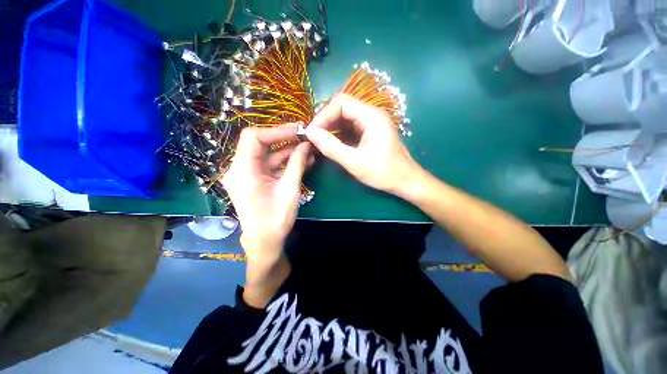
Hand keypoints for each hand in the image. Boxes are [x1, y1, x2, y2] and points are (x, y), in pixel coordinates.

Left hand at [222, 124, 310, 292]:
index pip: (253, 138)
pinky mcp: (254, 180)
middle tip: (305, 137)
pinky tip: (301, 160)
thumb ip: (297, 164)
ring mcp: (246, 174)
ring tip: (308, 149)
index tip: (297, 130)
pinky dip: (284, 162)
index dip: (276, 131)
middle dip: (284, 139)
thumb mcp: (290, 189)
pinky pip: (269, 165)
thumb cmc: (276, 219)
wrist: (265, 242)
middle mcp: (239, 169)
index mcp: (243, 171)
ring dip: (287, 151)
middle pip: (260, 144)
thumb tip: (307, 144)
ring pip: (267, 155)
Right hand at [306, 95, 420, 197]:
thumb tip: (310, 133)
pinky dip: (339, 135)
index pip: (340, 103)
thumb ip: (331, 147)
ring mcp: (371, 123)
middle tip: (313, 138)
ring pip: (345, 118)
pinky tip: (332, 144)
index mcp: (371, 116)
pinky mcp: (370, 132)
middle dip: (325, 121)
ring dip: (331, 128)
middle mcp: (372, 114)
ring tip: (319, 142)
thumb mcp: (354, 162)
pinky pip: (350, 128)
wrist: (405, 181)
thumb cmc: (383, 172)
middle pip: (342, 108)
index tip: (311, 132)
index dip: (323, 115)